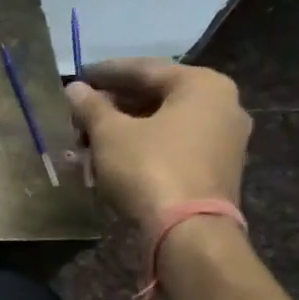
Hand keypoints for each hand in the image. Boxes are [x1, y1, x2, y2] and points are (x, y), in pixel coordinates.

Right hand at [65, 58, 250, 228]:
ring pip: (164, 122)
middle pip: (157, 96)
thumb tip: (74, 89)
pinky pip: (173, 145)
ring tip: (89, 137)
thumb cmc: (148, 168)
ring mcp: (224, 139)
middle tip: (80, 111)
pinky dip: (143, 145)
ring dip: (125, 127)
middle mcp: (222, 105)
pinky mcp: (216, 168)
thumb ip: (91, 106)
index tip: (78, 76)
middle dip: (114, 104)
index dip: (106, 73)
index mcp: (202, 85)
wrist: (188, 231)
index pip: (145, 69)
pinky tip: (112, 156)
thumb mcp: (110, 133)